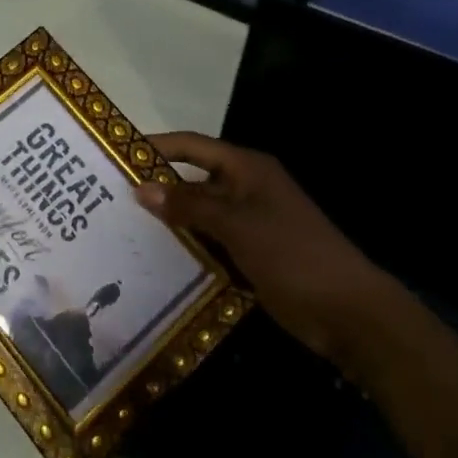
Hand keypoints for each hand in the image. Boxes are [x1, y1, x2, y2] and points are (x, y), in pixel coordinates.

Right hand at [136, 132, 380, 360]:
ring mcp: (249, 223)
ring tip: (122, 228)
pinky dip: (187, 247)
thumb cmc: (292, 254)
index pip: (192, 146)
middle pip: (193, 180)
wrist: (347, 311)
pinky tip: (155, 258)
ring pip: (199, 214)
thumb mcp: (237, 225)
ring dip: (170, 220)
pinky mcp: (250, 254)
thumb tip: (140, 188)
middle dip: (157, 187)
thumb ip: (189, 205)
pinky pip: (210, 242)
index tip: (116, 153)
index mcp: (247, 168)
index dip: (157, 146)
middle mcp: (245, 189)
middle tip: (110, 198)